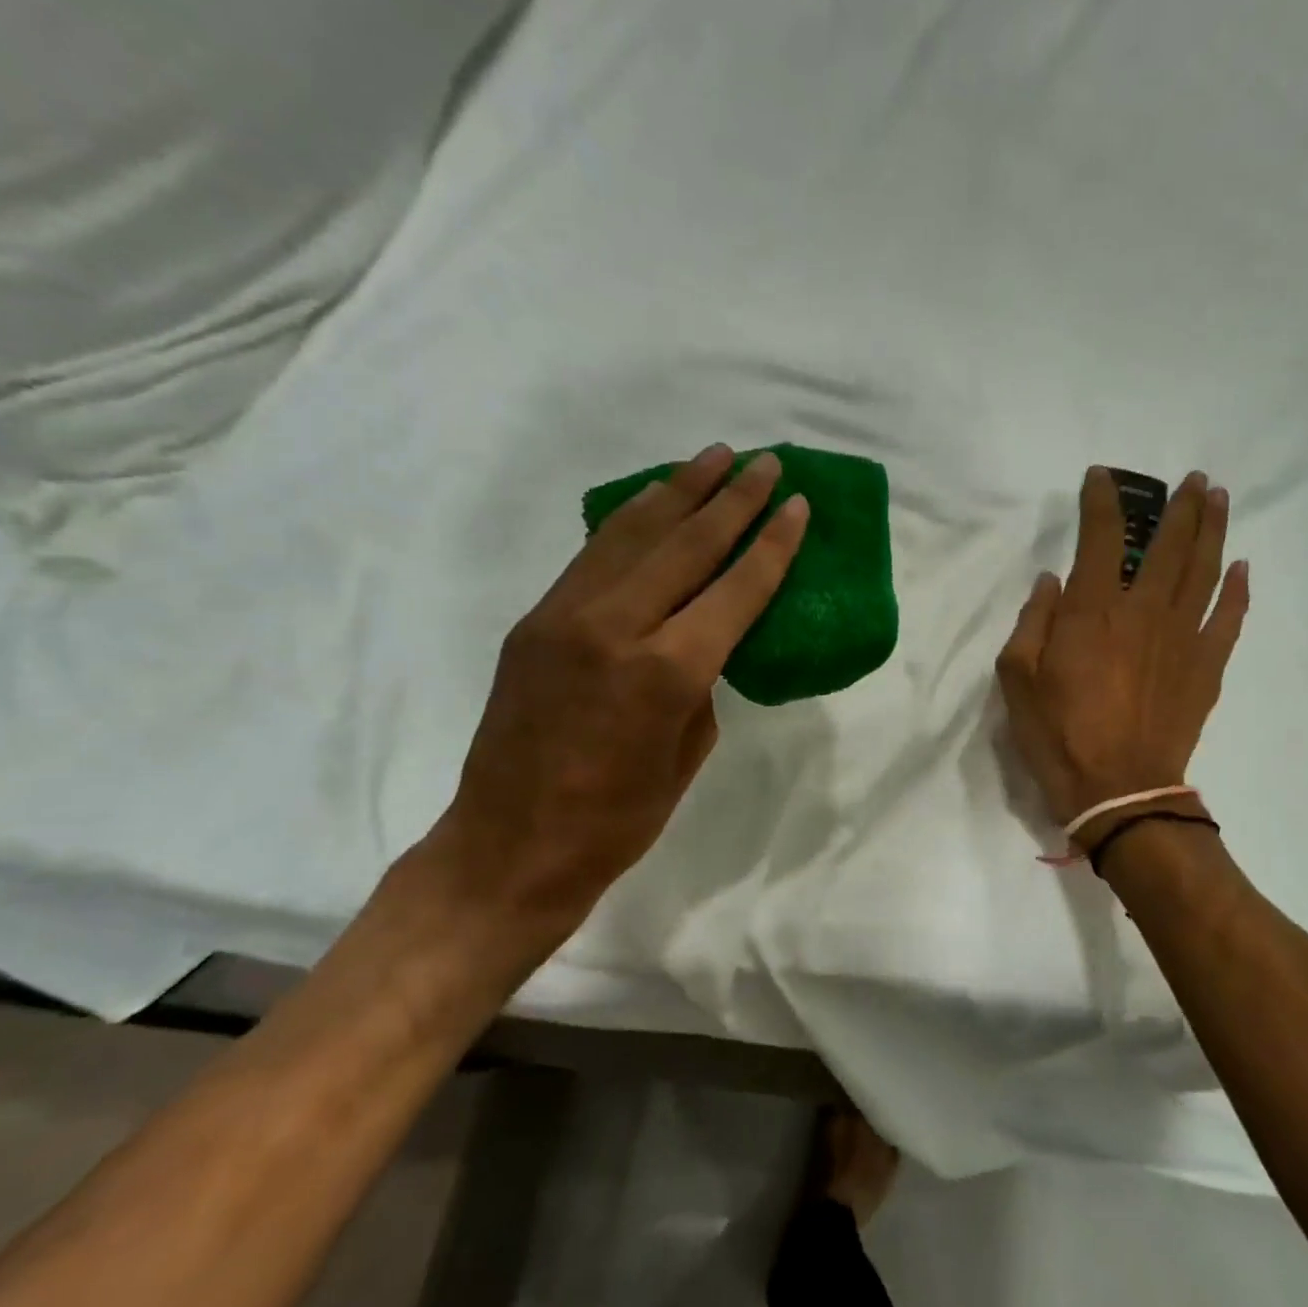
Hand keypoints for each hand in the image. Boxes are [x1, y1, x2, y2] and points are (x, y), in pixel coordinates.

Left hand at [425, 444, 807, 948]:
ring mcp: (566, 617)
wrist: (510, 848)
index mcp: (666, 672)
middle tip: (765, 462)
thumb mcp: (685, 755)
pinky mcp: (536, 621)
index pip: (734, 590)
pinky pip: (594, 557)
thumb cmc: (617, 822)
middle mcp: (616, 627)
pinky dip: (630, 523)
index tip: (797, 505)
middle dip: (732, 499)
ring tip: (712, 458)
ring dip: (678, 492)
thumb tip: (700, 643)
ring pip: (633, 535)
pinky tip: (652, 503)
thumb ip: (699, 685)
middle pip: (686, 545)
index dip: (771, 545)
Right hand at [997, 466, 1248, 837]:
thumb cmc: (1058, 734)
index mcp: (1093, 611)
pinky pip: (1230, 616)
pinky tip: (1241, 567)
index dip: (1102, 501)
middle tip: (1192, 480)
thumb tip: (1052, 582)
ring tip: (1219, 499)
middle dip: (1181, 506)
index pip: (1101, 537)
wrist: (1119, 789)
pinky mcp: (1208, 666)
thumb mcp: (1017, 680)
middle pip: (1170, 544)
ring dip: (1214, 529)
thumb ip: (1032, 622)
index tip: (1101, 478)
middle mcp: (1144, 610)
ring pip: (1205, 569)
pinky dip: (1238, 589)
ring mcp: (1184, 636)